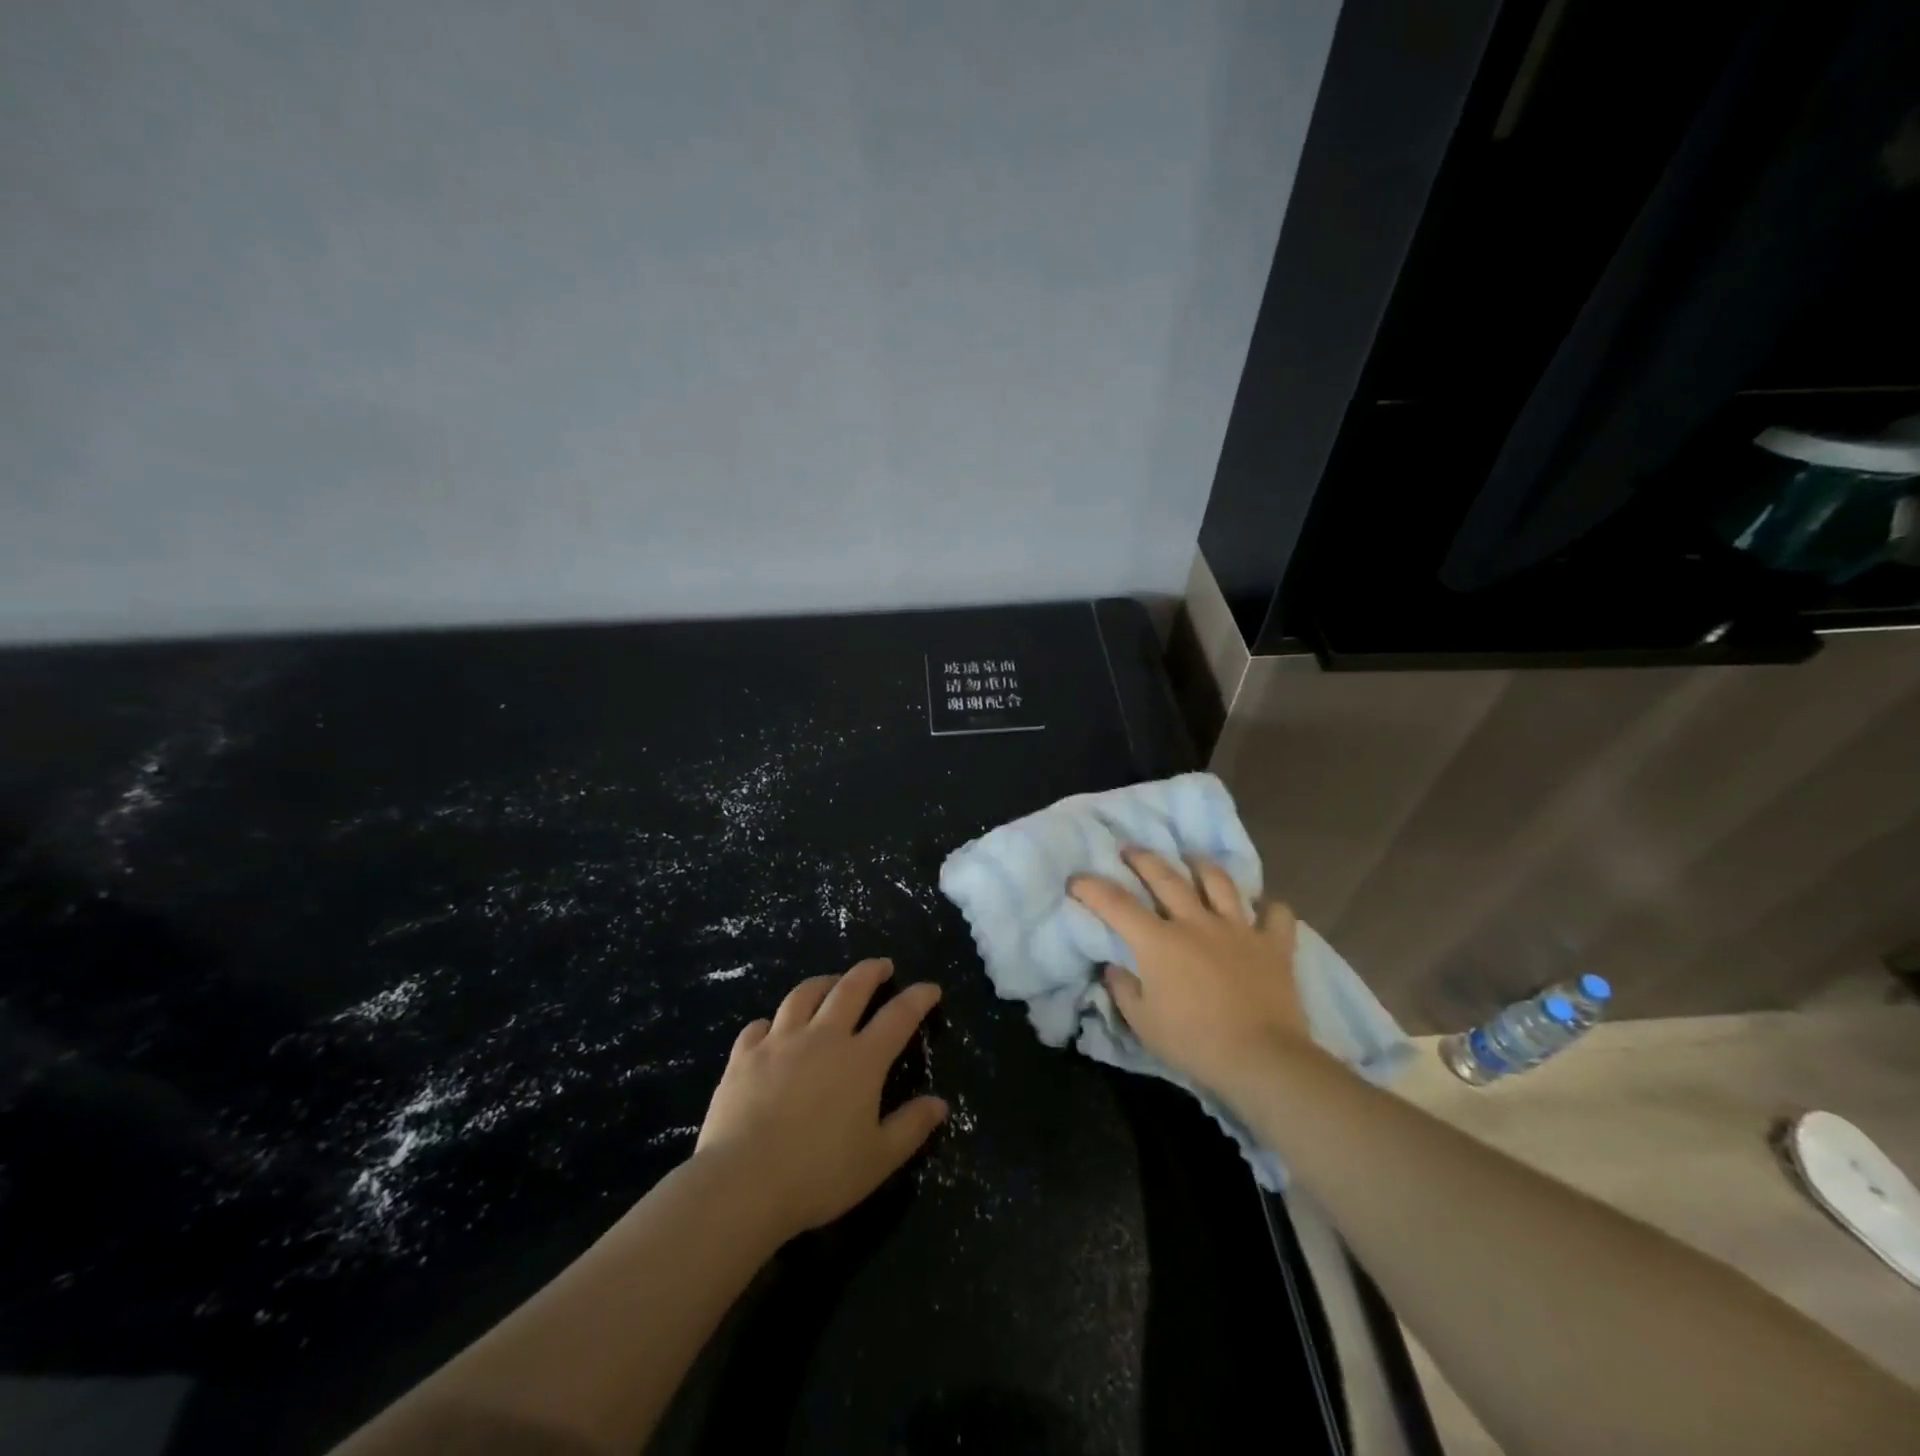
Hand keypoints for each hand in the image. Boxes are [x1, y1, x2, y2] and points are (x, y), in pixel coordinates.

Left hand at [695, 958, 946, 1242]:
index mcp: (861, 1060)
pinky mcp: (744, 1056)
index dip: (918, 998)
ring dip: (823, 983)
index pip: (898, 1016)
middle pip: (851, 988)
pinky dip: (771, 1022)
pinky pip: (758, 1026)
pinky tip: (772, 1028)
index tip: (931, 988)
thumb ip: (911, 1127)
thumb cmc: (818, 1174)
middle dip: (870, 972)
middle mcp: (823, 1037)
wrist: (742, 1183)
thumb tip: (940, 1103)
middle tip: (882, 965)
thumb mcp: (878, 1159)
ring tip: (832, 982)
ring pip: (804, 995)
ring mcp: (779, 1042)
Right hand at [1070, 849, 1310, 1098]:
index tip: (1076, 880)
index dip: (1091, 888)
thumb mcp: (1143, 1024)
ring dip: (1202, 866)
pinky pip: (1276, 915)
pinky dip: (1270, 908)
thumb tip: (1115, 968)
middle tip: (1131, 849)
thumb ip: (1124, 990)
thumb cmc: (1194, 1042)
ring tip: (1193, 858)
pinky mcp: (1273, 945)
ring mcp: (1237, 929)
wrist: (1261, 1058)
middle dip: (1143, 859)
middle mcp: (1195, 923)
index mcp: (1158, 941)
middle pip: (1165, 877)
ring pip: (1218, 883)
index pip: (1116, 904)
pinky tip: (1263, 907)